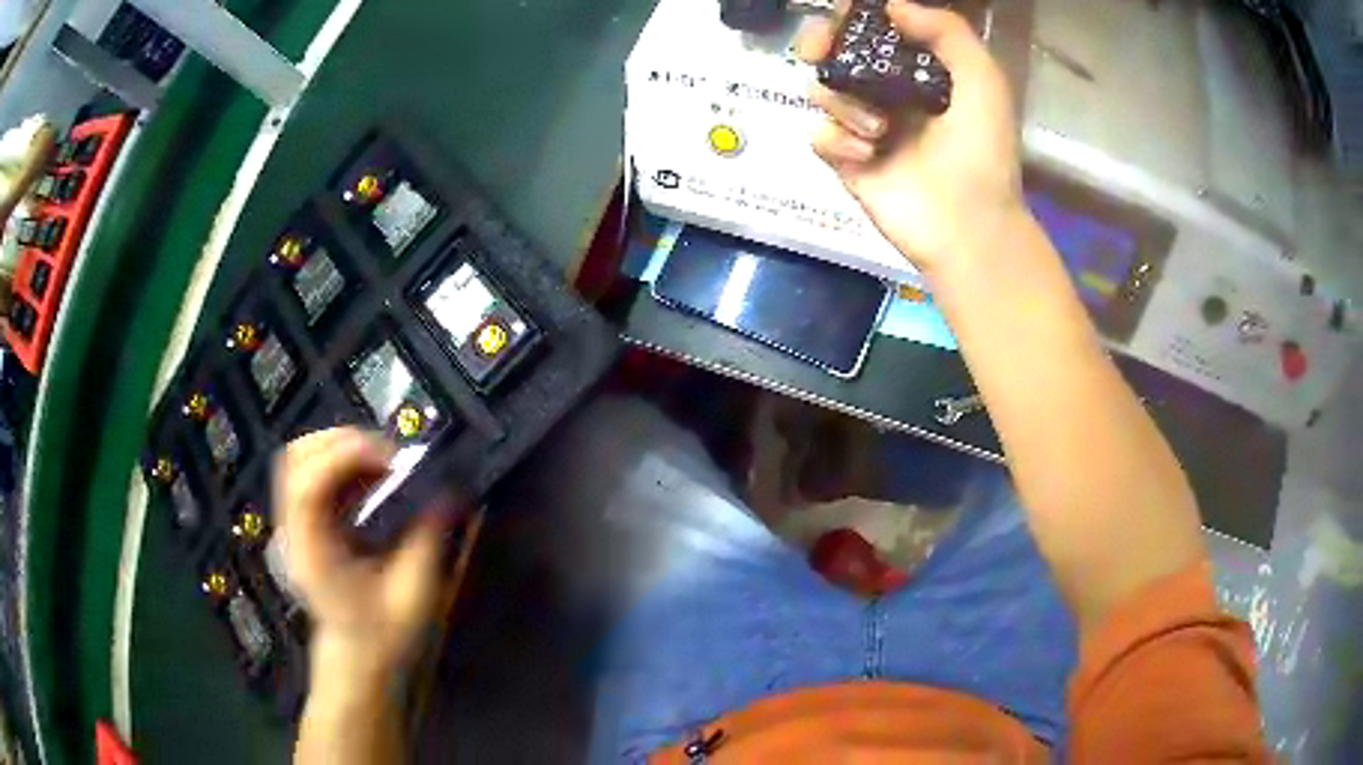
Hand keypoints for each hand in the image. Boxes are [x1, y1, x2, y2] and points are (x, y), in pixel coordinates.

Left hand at [275, 428, 449, 679]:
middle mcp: (293, 532)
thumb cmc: (385, 634)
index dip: (344, 457)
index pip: (307, 486)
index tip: (391, 460)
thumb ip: (427, 540)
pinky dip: (340, 460)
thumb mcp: (414, 593)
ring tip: (381, 462)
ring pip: (300, 457)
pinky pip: (311, 470)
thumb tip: (447, 492)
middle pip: (296, 458)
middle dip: (343, 442)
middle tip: (389, 456)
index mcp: (313, 555)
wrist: (358, 657)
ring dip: (341, 446)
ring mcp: (292, 523)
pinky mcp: (302, 519)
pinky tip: (370, 475)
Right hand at [798, 0, 1025, 275]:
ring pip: (823, 91)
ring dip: (845, 102)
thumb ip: (947, 33)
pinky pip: (818, 136)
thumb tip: (892, 6)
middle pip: (834, 54)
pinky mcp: (847, 163)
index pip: (873, 33)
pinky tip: (866, 157)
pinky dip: (837, 141)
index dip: (851, 19)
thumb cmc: (983, 152)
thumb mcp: (984, 81)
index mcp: (919, 73)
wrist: (968, 227)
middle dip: (820, 44)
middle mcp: (887, 94)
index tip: (842, 14)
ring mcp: (864, 128)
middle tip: (819, 50)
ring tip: (879, 131)